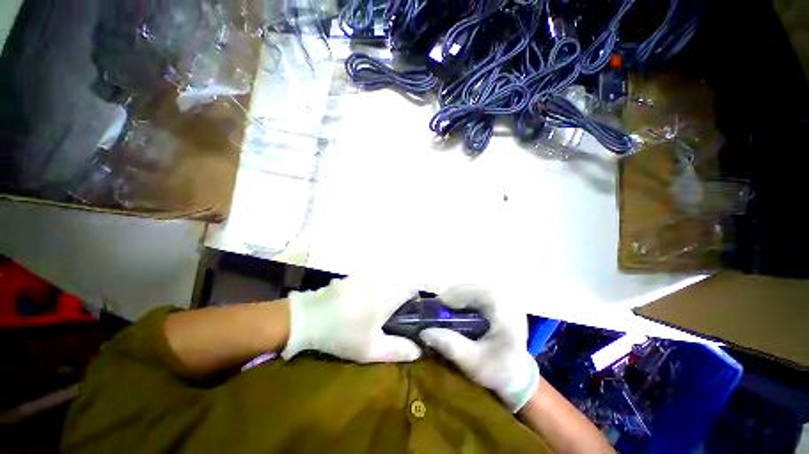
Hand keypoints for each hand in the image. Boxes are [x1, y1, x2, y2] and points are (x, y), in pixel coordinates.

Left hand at [281, 278, 421, 362]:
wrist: (308, 318)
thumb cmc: (344, 334)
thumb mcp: (372, 349)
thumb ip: (398, 350)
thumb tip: (419, 351)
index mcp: (388, 295)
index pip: (411, 287)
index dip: (415, 296)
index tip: (411, 310)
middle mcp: (378, 281)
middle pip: (396, 284)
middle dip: (398, 297)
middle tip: (390, 316)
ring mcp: (362, 277)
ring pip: (380, 282)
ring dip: (382, 293)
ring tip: (371, 312)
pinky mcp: (348, 278)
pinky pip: (365, 282)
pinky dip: (367, 291)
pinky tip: (354, 305)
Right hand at [420, 285, 539, 411]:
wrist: (517, 372)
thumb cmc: (498, 370)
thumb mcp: (474, 364)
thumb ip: (451, 346)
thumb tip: (424, 331)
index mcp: (506, 311)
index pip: (476, 292)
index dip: (455, 297)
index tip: (437, 307)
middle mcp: (506, 297)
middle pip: (472, 285)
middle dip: (453, 295)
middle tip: (438, 307)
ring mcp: (503, 295)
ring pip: (473, 285)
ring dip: (457, 294)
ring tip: (445, 307)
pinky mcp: (498, 297)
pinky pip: (475, 289)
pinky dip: (463, 295)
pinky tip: (457, 307)